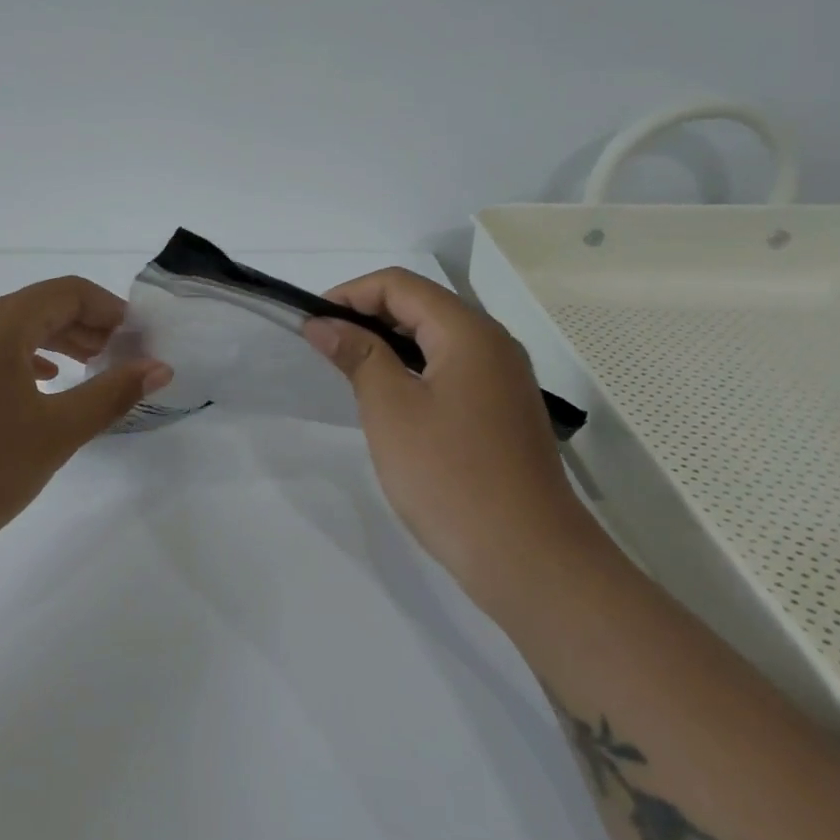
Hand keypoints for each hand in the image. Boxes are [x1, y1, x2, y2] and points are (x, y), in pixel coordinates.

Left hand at [0, 276, 171, 560]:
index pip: (68, 292)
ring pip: (16, 330)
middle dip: (88, 326)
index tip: (141, 339)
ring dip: (60, 343)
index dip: (110, 309)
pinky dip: (28, 361)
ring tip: (93, 369)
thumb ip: (112, 393)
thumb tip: (160, 367)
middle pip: (41, 306)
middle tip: (124, 357)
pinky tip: (45, 385)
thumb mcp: (57, 431)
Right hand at [303, 268, 592, 600]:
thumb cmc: (449, 475)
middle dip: (368, 314)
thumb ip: (358, 355)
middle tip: (324, 345)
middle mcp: (494, 344)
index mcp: (469, 332)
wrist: (526, 555)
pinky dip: (414, 369)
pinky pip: (452, 369)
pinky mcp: (503, 411)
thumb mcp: (390, 409)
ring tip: (349, 368)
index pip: (400, 285)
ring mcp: (504, 379)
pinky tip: (391, 399)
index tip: (312, 322)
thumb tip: (323, 323)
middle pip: (423, 305)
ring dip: (390, 343)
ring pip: (438, 338)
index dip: (350, 293)